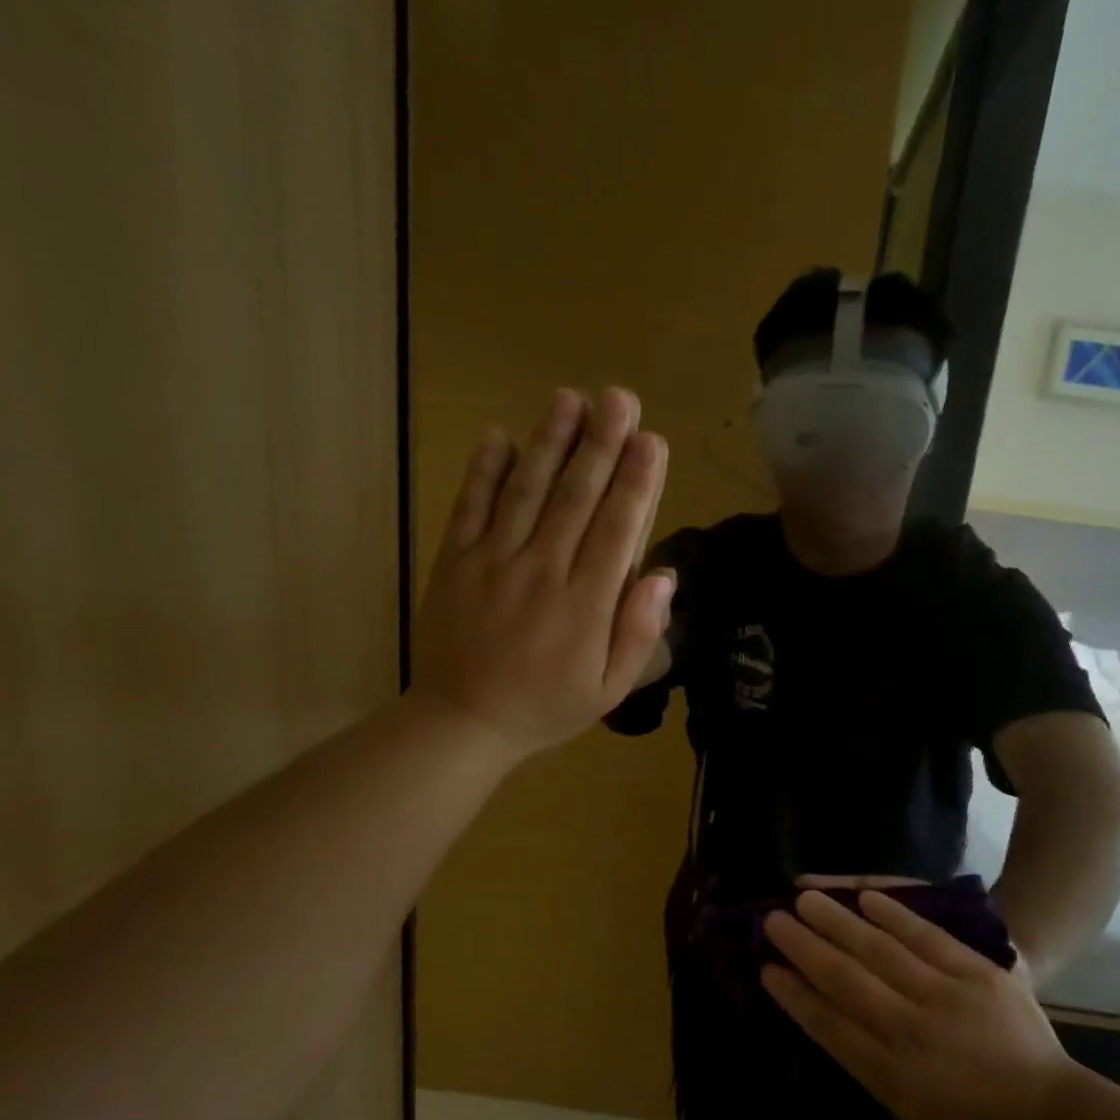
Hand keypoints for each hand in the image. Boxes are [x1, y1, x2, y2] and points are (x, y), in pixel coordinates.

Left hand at [409, 387, 671, 759]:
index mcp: (585, 605)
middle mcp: (542, 572)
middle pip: (576, 498)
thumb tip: (664, 576)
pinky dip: (484, 471)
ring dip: (549, 441)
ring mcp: (493, 562)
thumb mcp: (609, 688)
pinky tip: (499, 435)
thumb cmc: (547, 706)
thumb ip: (638, 633)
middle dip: (601, 444)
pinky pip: (470, 507)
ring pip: (526, 491)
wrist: (463, 722)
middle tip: (619, 397)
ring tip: (569, 398)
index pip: (618, 531)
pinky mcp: (455, 561)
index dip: (636, 483)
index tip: (652, 441)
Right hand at [761, 889, 1077, 1119]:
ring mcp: (946, 999)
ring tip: (805, 898)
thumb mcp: (906, 1105)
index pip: (828, 1026)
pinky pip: (926, 937)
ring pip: (879, 951)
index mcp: (889, 1076)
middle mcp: (911, 1034)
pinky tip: (864, 897)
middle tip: (772, 920)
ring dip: (838, 922)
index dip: (794, 996)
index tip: (766, 969)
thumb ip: (865, 1057)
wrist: (1047, 1112)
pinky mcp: (977, 974)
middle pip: (846, 980)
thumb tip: (822, 1009)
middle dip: (804, 948)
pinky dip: (893, 914)